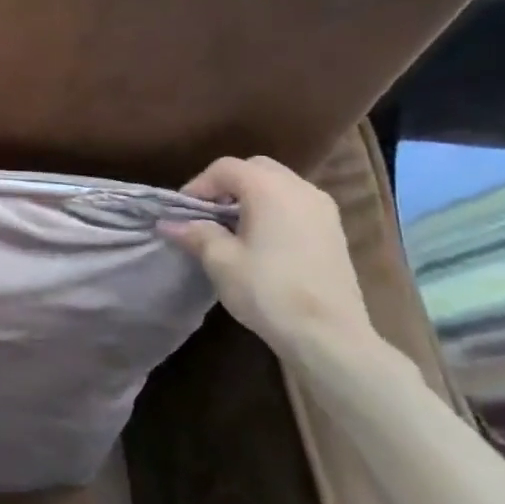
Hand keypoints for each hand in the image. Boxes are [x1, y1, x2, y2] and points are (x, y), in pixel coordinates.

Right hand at [161, 156, 380, 364]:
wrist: (329, 335)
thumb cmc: (268, 290)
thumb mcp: (220, 261)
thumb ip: (196, 233)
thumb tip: (169, 223)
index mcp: (270, 189)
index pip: (226, 168)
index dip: (199, 185)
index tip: (183, 213)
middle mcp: (301, 189)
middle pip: (256, 169)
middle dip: (227, 185)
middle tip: (208, 214)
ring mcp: (324, 210)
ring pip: (279, 185)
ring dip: (252, 197)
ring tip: (232, 228)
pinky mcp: (335, 232)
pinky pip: (296, 204)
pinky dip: (274, 210)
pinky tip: (261, 241)